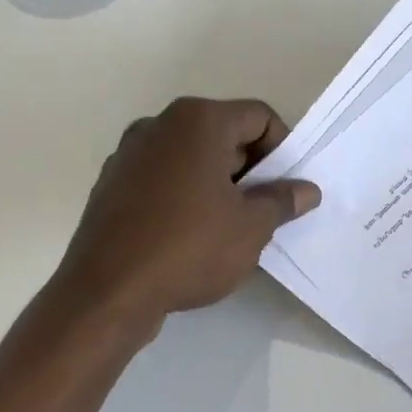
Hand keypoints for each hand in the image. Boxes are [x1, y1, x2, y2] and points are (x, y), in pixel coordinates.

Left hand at [55, 97, 320, 322]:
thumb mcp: (252, 227)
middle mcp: (160, 124)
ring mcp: (129, 153)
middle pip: (224, 133)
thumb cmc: (189, 247)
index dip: (282, 150)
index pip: (259, 117)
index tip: (285, 189)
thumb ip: (282, 200)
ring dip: (218, 183)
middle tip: (263, 210)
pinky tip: (190, 235)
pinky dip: (184, 194)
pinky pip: (163, 177)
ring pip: (192, 156)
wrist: (105, 294)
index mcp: (198, 120)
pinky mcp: (111, 184)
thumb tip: (306, 190)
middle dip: (250, 168)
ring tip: (228, 226)